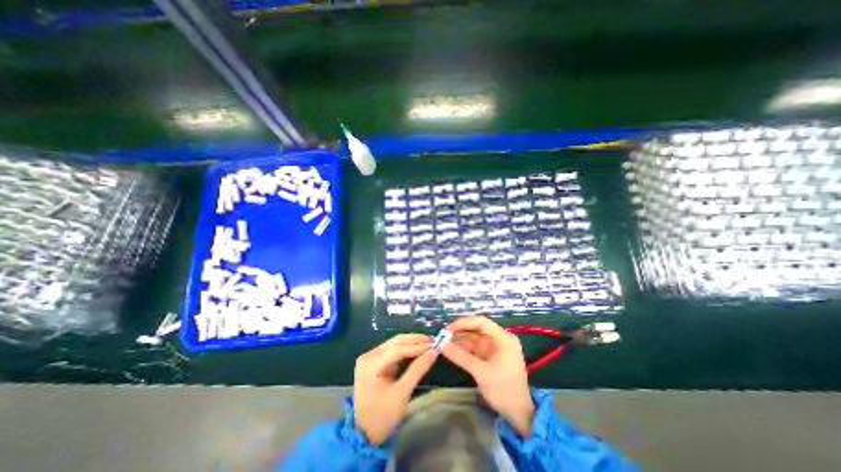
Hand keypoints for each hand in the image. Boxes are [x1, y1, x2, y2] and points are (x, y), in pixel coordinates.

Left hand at [353, 334, 436, 443]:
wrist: (364, 434)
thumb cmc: (382, 416)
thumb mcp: (402, 393)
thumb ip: (418, 369)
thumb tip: (433, 351)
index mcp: (371, 364)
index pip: (397, 348)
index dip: (417, 345)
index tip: (434, 344)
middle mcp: (368, 356)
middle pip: (395, 342)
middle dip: (415, 341)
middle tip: (433, 341)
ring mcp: (370, 358)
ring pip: (394, 343)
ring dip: (411, 342)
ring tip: (428, 343)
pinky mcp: (374, 361)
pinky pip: (392, 350)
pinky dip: (405, 348)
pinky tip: (417, 349)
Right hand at [441, 315, 530, 435]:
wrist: (519, 414)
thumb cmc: (504, 390)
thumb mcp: (481, 373)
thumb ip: (461, 357)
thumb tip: (442, 345)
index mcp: (503, 338)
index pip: (481, 322)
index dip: (463, 323)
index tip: (448, 329)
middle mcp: (500, 339)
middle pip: (477, 328)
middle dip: (460, 331)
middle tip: (443, 335)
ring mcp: (495, 348)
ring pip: (474, 338)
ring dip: (460, 339)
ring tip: (443, 341)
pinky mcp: (490, 356)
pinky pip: (475, 347)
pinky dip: (464, 348)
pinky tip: (451, 348)